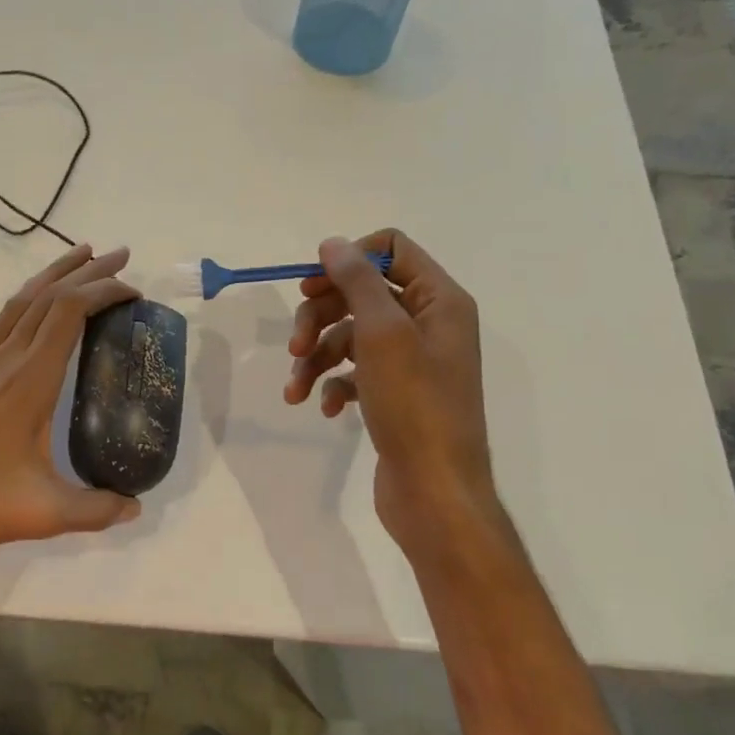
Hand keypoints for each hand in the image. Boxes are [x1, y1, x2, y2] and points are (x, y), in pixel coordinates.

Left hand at [0, 244, 142, 586]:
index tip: (134, 291)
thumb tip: (134, 508)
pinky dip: (24, 301)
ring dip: (53, 275)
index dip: (104, 291)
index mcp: (28, 379)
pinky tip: (29, 307)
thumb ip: (94, 510)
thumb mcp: (41, 512)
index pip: (70, 312)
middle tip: (120, 256)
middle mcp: (3, 359)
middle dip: (87, 271)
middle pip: (47, 296)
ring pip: (19, 302)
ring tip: (81, 258)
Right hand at [284, 229, 497, 546]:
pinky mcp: (394, 394)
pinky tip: (327, 409)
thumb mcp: (383, 333)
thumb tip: (333, 243)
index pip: (392, 249)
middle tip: (295, 345)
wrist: (434, 491)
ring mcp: (411, 362)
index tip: (313, 285)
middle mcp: (428, 324)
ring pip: (350, 336)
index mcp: (439, 300)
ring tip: (296, 387)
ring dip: (317, 357)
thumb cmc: (414, 405)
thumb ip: (357, 282)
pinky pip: (355, 373)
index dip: (349, 260)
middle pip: (362, 294)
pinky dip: (334, 385)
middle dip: (321, 316)